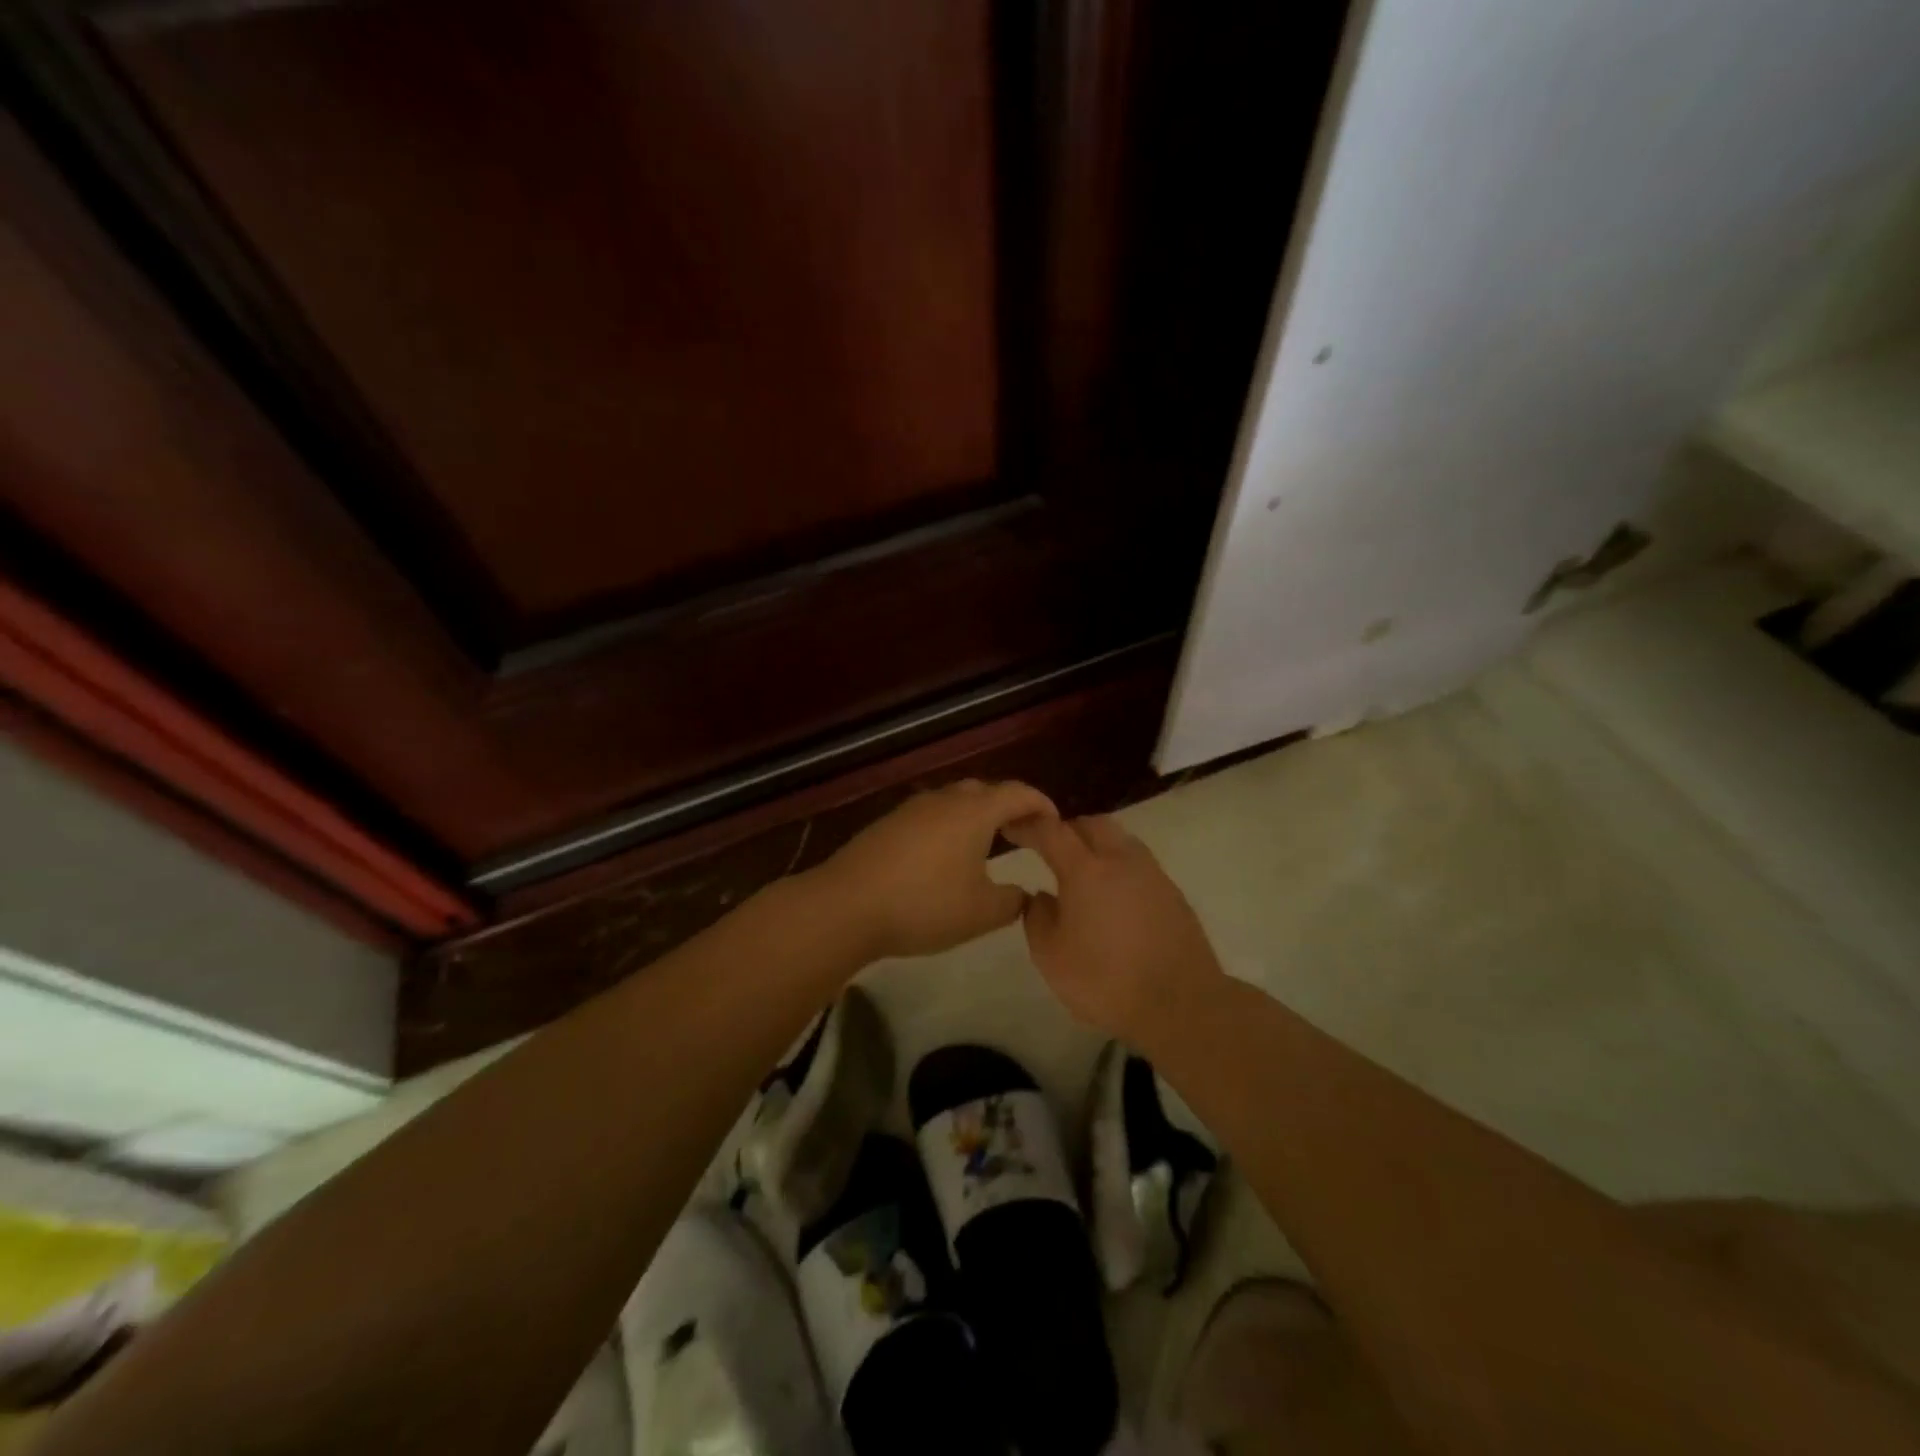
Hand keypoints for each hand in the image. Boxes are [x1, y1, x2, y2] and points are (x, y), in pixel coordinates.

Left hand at [810, 780, 1057, 959]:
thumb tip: (1024, 893)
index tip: (1055, 822)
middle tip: (1022, 832)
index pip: (1018, 793)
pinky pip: (930, 815)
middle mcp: (944, 800)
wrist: (846, 905)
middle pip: (984, 791)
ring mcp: (911, 809)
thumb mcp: (981, 913)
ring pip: (954, 801)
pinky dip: (949, 826)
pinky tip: (944, 855)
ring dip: (975, 815)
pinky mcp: (887, 824)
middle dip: (1007, 807)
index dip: (1040, 804)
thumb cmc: (924, 905)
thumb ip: (1012, 901)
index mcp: (973, 812)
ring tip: (986, 843)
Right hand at [1004, 814, 1225, 1042]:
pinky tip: (1113, 895)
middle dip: (1067, 829)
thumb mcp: (1050, 957)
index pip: (1051, 831)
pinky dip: (1119, 867)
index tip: (1013, 828)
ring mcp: (1152, 874)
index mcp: (1085, 870)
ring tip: (1083, 870)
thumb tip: (1040, 896)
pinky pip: (1138, 864)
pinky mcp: (1173, 893)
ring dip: (1097, 844)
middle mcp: (1120, 860)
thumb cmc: (1105, 981)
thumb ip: (1037, 918)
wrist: (1180, 1004)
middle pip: (1091, 824)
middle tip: (1050, 848)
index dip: (1029, 825)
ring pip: (1120, 839)